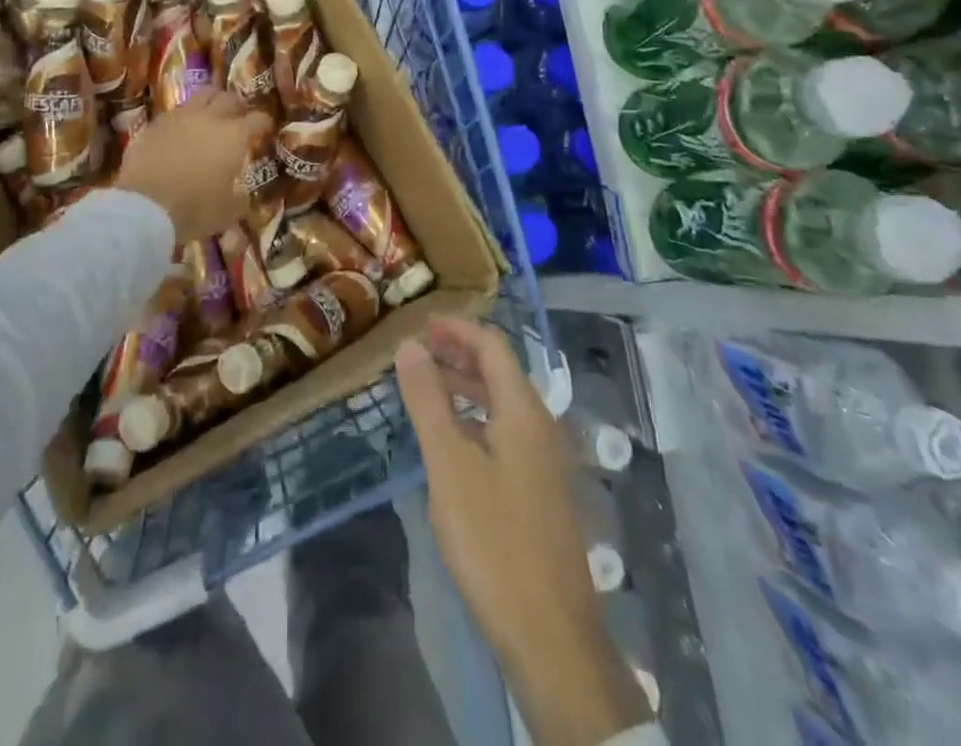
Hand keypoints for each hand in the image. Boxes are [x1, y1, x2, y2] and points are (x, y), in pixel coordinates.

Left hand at [116, 89, 271, 240]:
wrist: (144, 205)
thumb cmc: (194, 208)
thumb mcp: (227, 213)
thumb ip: (239, 201)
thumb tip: (243, 197)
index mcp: (234, 136)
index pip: (257, 119)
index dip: (264, 123)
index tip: (265, 128)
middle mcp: (209, 118)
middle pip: (229, 98)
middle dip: (238, 105)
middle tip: (239, 116)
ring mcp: (179, 117)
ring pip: (201, 96)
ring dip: (211, 103)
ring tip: (211, 115)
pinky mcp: (155, 124)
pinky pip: (175, 112)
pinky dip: (184, 118)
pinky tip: (181, 131)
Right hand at [397, 318, 651, 745]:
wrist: (551, 636)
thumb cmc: (494, 539)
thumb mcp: (449, 465)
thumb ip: (428, 400)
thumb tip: (409, 345)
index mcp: (524, 410)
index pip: (492, 345)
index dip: (457, 328)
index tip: (420, 325)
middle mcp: (541, 426)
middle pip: (500, 371)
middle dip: (459, 354)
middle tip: (416, 354)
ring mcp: (545, 461)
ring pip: (503, 404)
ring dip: (466, 387)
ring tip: (426, 389)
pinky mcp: (541, 491)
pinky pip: (506, 433)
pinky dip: (476, 419)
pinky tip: (451, 441)